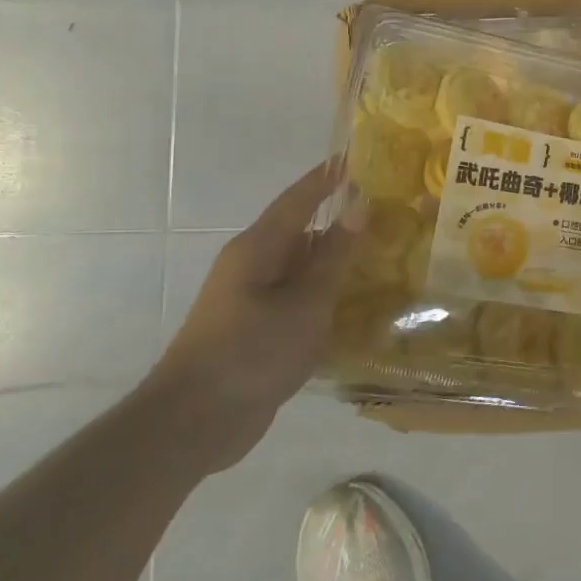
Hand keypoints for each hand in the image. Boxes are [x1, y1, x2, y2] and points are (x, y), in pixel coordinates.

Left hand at [143, 159, 358, 471]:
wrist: (194, 424)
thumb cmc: (251, 353)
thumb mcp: (305, 303)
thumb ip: (334, 255)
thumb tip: (359, 203)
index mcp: (258, 248)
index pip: (299, 199)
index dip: (328, 177)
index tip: (358, 156)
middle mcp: (252, 265)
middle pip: (302, 232)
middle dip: (340, 220)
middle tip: (386, 211)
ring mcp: (252, 299)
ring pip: (302, 267)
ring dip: (336, 260)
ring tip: (382, 254)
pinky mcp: (256, 329)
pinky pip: (297, 298)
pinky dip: (325, 293)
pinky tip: (356, 304)